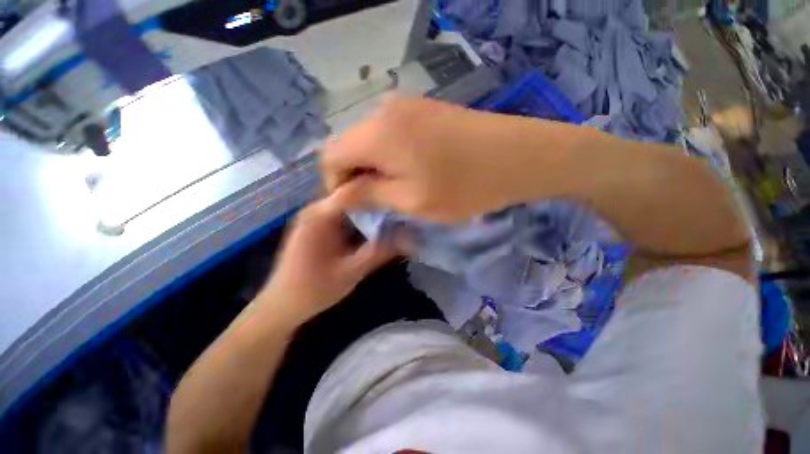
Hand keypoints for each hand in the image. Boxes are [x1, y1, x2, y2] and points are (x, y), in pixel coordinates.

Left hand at [255, 189, 397, 327]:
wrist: (282, 306)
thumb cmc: (313, 291)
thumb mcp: (351, 272)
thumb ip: (379, 252)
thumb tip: (407, 236)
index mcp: (319, 216)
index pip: (352, 190)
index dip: (377, 187)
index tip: (400, 192)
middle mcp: (315, 210)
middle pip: (351, 194)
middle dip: (376, 198)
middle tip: (400, 204)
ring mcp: (315, 217)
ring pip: (348, 203)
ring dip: (369, 207)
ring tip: (393, 211)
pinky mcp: (317, 226)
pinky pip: (343, 213)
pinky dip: (360, 216)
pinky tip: (375, 224)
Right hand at [321, 95, 518, 222]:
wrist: (518, 156)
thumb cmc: (464, 185)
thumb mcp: (411, 200)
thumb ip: (369, 195)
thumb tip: (340, 195)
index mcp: (376, 133)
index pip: (330, 156)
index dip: (336, 184)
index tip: (356, 206)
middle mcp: (384, 111)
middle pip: (349, 146)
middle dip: (356, 176)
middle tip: (379, 202)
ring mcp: (405, 106)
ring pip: (370, 141)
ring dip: (374, 167)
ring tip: (397, 189)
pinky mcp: (423, 109)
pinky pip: (390, 134)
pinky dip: (390, 156)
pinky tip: (412, 171)